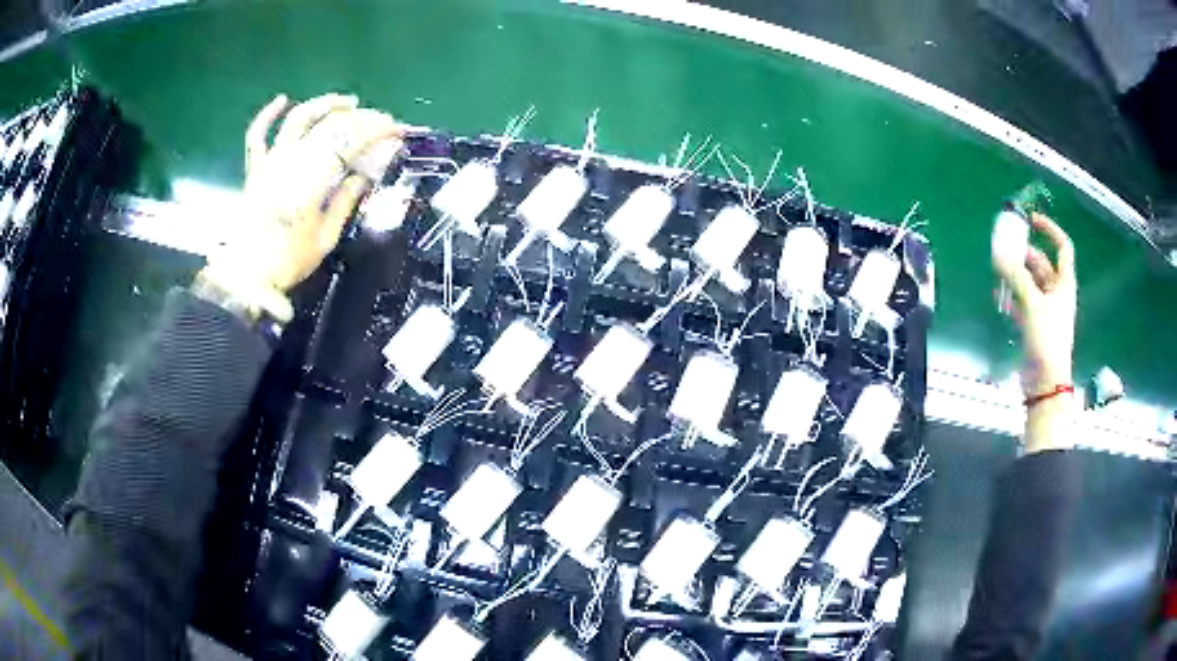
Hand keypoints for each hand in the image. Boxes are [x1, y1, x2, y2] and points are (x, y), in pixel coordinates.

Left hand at [199, 93, 402, 319]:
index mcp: (312, 180)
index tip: (397, 129)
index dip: (377, 130)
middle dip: (361, 118)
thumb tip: (363, 175)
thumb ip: (345, 201)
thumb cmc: (288, 261)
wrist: (246, 278)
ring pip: (298, 119)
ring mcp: (271, 162)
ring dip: (325, 104)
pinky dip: (267, 115)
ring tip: (347, 103)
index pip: (351, 141)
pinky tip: (282, 99)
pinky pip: (257, 135)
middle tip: (381, 121)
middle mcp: (292, 161)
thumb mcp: (325, 238)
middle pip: (330, 125)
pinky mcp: (255, 169)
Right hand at [992, 212, 1077, 451]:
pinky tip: (1000, 296)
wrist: (1045, 383)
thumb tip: (999, 254)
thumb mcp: (1033, 304)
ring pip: (1031, 283)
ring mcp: (1045, 311)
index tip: (1032, 220)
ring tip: (1000, 270)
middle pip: (1042, 264)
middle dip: (1026, 254)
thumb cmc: (1047, 340)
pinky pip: (1023, 303)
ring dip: (1017, 275)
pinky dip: (1012, 297)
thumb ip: (1016, 277)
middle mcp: (1056, 294)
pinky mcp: (1034, 326)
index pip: (1062, 247)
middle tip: (1007, 247)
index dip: (1050, 230)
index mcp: (1064, 284)